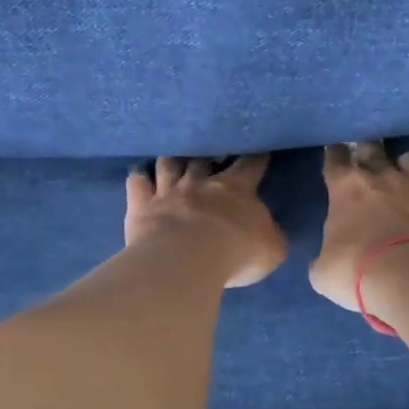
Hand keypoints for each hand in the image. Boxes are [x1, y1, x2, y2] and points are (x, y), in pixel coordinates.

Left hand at [124, 156, 286, 288]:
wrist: (186, 257)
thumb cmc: (235, 252)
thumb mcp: (270, 250)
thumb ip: (270, 237)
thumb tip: (270, 234)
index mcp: (236, 189)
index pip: (249, 165)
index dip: (255, 158)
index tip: (258, 151)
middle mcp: (200, 182)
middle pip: (203, 159)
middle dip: (207, 156)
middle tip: (209, 155)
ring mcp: (168, 190)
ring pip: (169, 164)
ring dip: (172, 160)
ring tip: (173, 159)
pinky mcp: (141, 204)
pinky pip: (137, 182)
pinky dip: (139, 177)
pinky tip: (139, 175)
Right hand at [309, 141, 408, 312]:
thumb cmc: (357, 270)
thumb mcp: (324, 272)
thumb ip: (325, 257)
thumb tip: (328, 260)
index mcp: (346, 188)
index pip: (335, 159)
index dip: (334, 155)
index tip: (335, 154)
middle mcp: (381, 178)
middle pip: (372, 149)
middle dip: (367, 150)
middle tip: (364, 158)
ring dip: (404, 164)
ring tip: (402, 175)